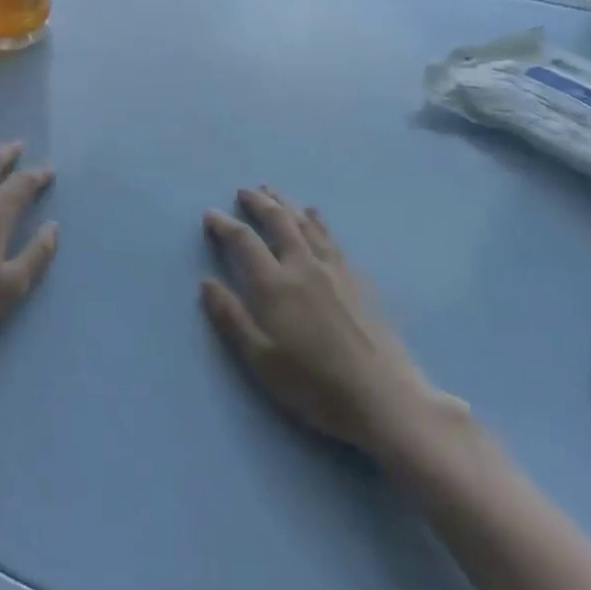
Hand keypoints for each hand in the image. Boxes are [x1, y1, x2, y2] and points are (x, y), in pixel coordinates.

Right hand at [202, 188, 464, 465]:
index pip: (244, 241)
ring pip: (305, 223)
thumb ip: (232, 318)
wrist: (384, 398)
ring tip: (273, 191)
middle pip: (278, 221)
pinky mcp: (356, 279)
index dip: (225, 224)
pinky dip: (317, 220)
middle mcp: (303, 266)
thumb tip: (206, 282)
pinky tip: (315, 215)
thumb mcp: (262, 360)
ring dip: (286, 203)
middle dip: (258, 202)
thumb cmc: (315, 385)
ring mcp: (334, 269)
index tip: (210, 214)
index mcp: (275, 284)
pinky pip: (331, 237)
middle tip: (244, 191)